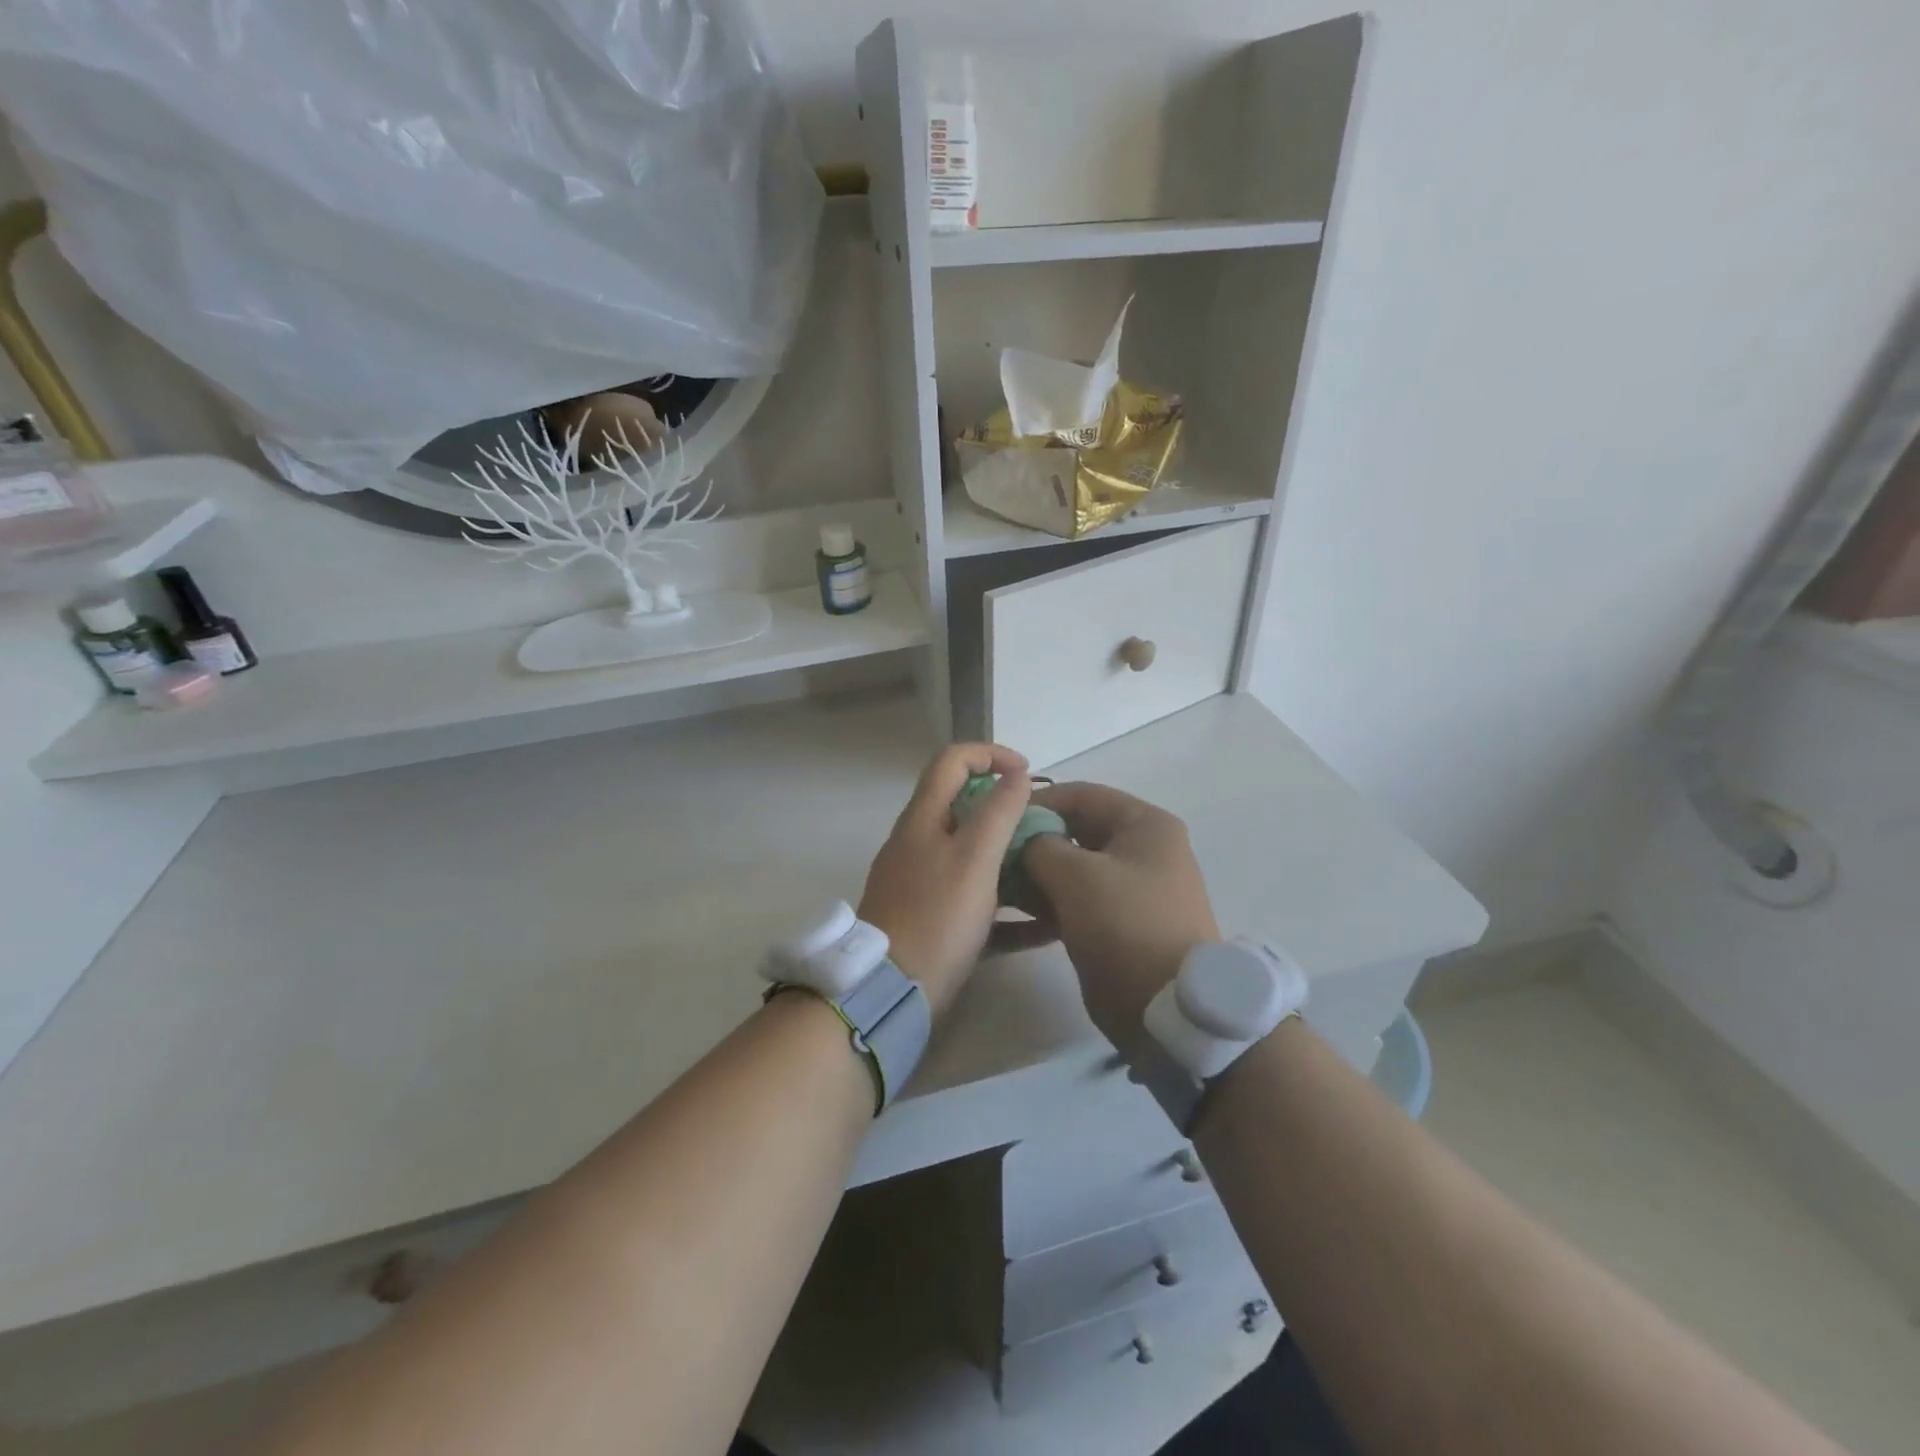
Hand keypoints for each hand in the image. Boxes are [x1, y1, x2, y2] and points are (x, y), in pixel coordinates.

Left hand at [858, 743, 1031, 1016]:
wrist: (890, 992)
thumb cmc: (936, 917)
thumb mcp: (974, 858)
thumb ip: (998, 812)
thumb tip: (1017, 775)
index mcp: (923, 818)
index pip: (952, 760)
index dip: (991, 754)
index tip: (1029, 774)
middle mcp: (919, 843)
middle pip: (964, 806)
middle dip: (1007, 809)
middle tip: (1045, 827)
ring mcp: (922, 883)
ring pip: (973, 856)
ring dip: (1012, 857)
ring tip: (1050, 871)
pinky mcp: (932, 920)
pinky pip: (976, 901)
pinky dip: (1008, 907)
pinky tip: (1044, 927)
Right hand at [1021, 783, 1219, 1050]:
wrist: (1170, 1011)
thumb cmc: (1126, 926)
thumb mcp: (1076, 876)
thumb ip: (1039, 846)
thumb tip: (1020, 840)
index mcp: (1144, 825)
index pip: (1081, 795)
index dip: (1036, 802)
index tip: (995, 818)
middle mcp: (1142, 850)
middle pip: (1076, 831)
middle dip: (1032, 841)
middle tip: (990, 855)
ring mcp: (1131, 889)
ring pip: (1072, 869)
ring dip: (1034, 875)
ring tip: (995, 885)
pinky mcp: (1119, 923)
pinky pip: (1076, 901)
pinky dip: (1047, 903)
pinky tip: (1011, 915)